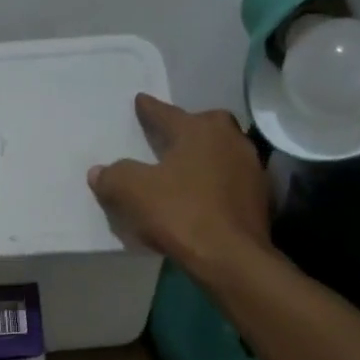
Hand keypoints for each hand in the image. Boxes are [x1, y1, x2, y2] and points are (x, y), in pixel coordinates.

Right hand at [87, 94, 268, 272]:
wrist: (231, 258)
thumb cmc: (181, 214)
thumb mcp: (133, 193)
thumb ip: (114, 177)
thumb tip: (99, 172)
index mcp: (199, 130)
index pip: (167, 113)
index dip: (149, 109)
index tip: (141, 101)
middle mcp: (230, 140)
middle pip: (205, 125)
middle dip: (187, 127)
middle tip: (170, 137)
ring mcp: (250, 168)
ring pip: (222, 151)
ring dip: (205, 156)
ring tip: (186, 168)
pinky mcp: (260, 197)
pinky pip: (231, 179)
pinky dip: (216, 182)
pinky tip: (203, 196)